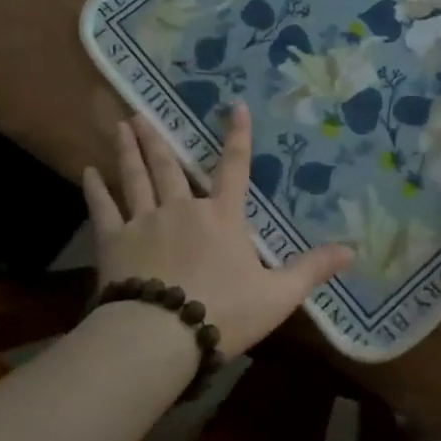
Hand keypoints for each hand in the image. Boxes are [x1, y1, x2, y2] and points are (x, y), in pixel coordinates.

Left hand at [83, 107, 353, 359]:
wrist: (161, 334)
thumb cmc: (224, 312)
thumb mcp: (278, 295)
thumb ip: (311, 269)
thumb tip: (352, 250)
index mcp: (222, 217)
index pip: (234, 168)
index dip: (237, 136)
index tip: (234, 106)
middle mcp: (183, 208)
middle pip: (170, 166)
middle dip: (158, 138)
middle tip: (142, 112)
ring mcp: (145, 221)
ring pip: (137, 177)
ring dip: (129, 151)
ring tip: (121, 126)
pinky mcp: (115, 241)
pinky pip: (104, 209)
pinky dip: (96, 189)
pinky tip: (89, 171)